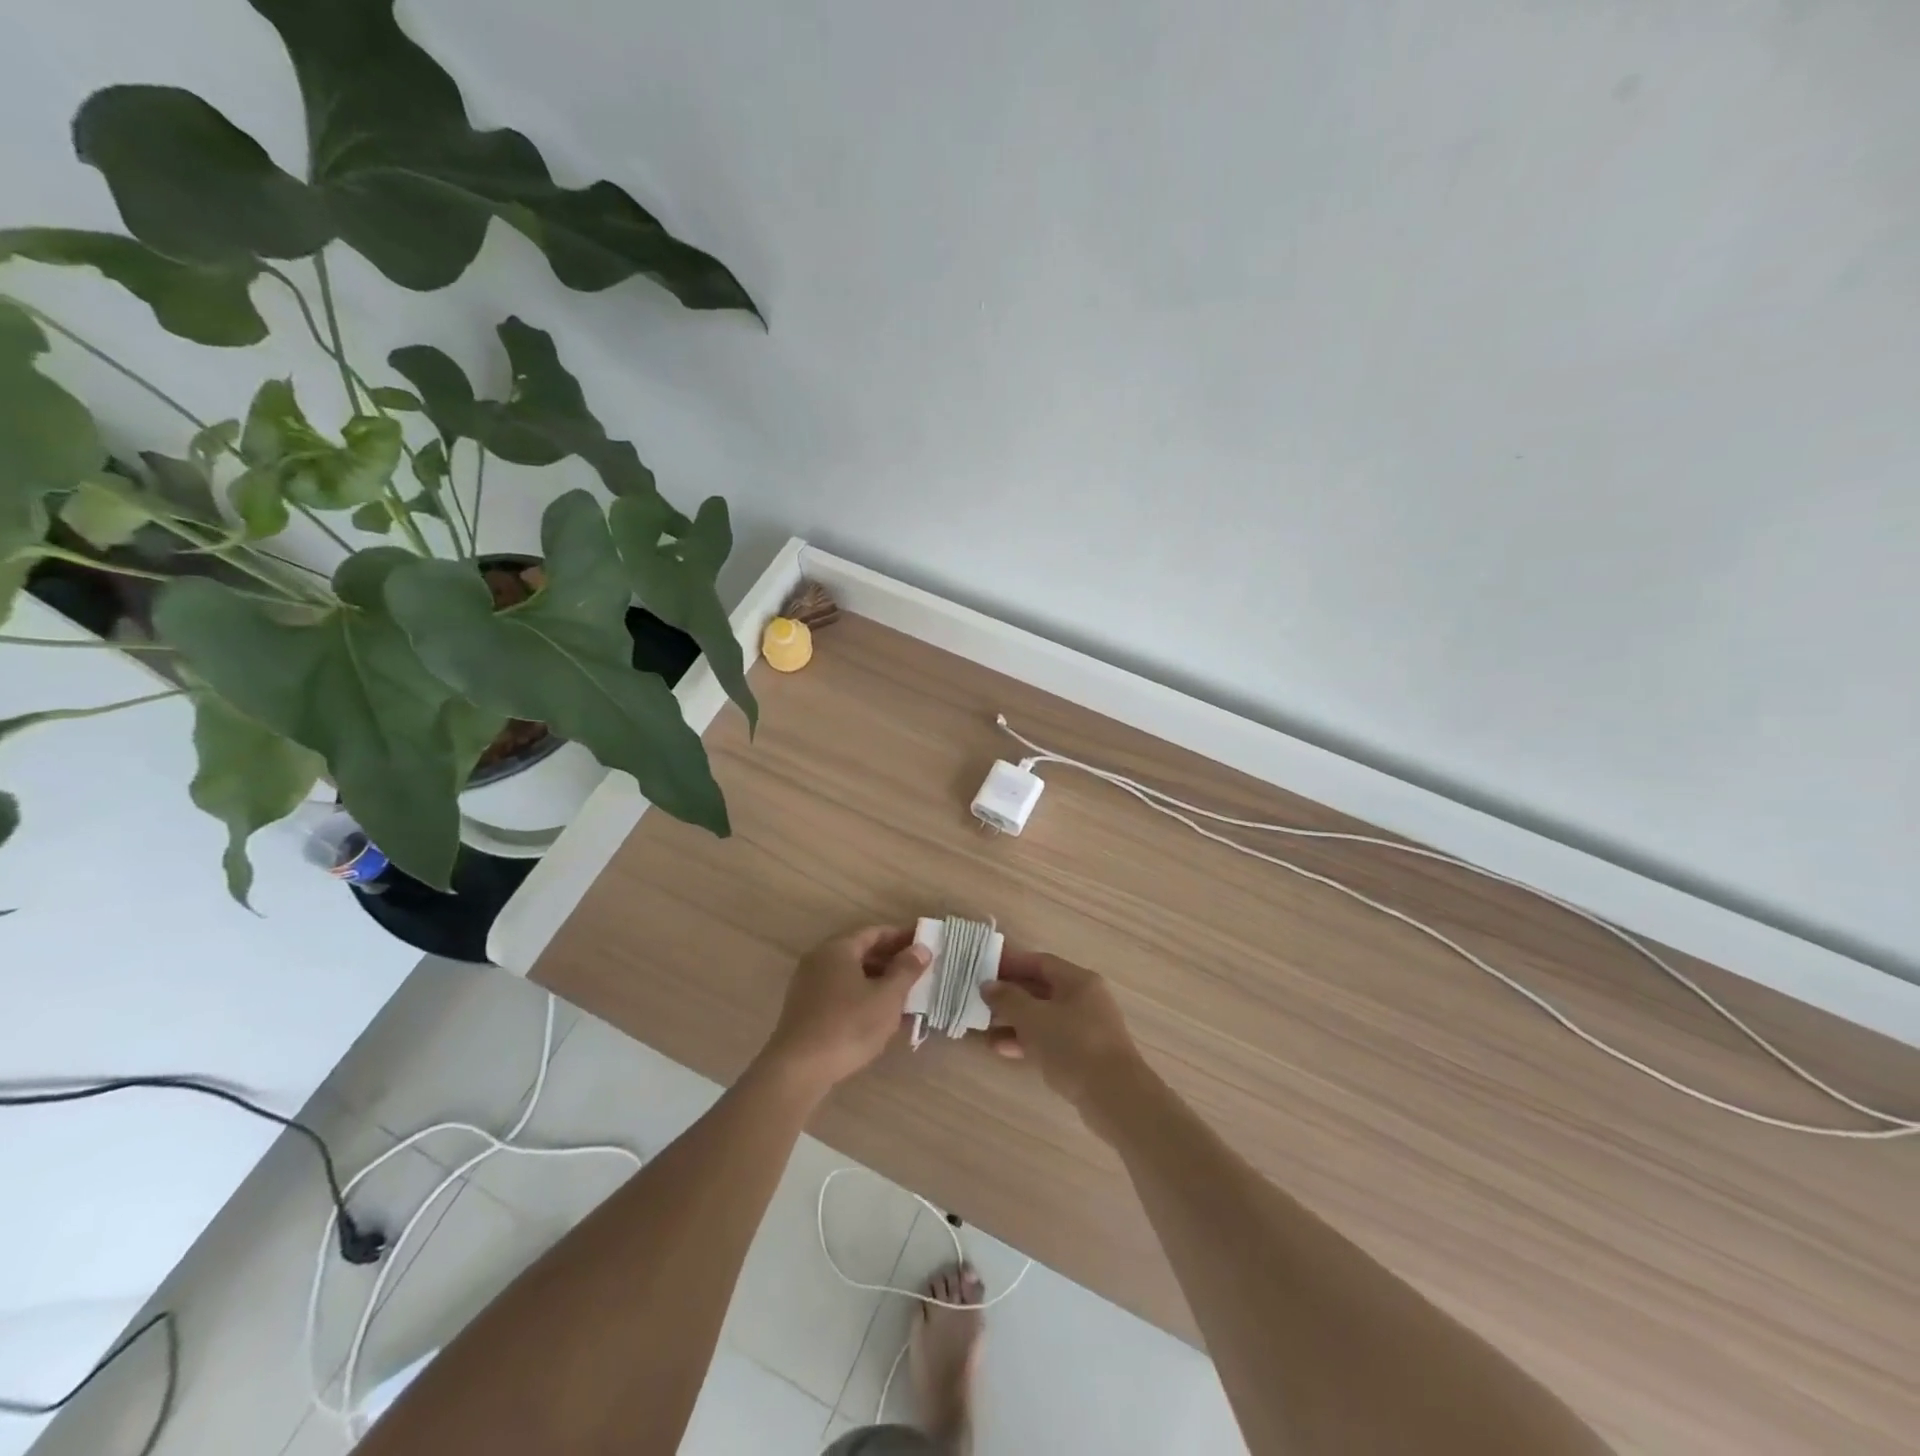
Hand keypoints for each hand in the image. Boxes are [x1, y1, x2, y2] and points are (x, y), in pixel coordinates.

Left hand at [760, 926, 929, 1095]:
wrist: (798, 1070)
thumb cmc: (848, 1026)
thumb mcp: (887, 997)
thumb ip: (906, 970)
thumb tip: (921, 948)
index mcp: (838, 948)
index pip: (875, 932)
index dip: (902, 937)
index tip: (924, 943)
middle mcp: (819, 959)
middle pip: (861, 952)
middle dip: (891, 960)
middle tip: (919, 970)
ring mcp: (809, 985)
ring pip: (851, 974)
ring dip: (878, 980)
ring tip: (905, 995)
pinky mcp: (805, 1009)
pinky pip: (840, 992)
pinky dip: (862, 996)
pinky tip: (879, 1015)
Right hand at [981, 952, 1147, 1133]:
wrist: (1115, 1097)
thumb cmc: (1073, 1046)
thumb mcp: (1034, 1018)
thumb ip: (1008, 999)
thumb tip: (988, 985)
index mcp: (1078, 981)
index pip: (1040, 962)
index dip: (1011, 963)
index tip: (983, 969)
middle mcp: (1084, 999)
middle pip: (1041, 989)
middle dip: (1010, 995)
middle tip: (979, 1000)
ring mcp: (1086, 1028)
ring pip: (1043, 1016)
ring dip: (1014, 1021)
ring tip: (984, 1028)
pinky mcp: (1084, 1055)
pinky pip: (1049, 1039)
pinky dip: (1027, 1041)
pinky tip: (1002, 1049)